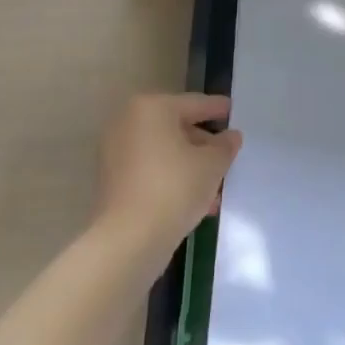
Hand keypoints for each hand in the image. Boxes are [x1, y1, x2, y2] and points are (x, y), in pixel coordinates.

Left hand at [92, 93, 242, 257]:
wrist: (128, 241)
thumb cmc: (174, 188)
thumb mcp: (212, 164)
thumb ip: (225, 146)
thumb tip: (230, 137)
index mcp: (152, 108)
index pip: (194, 103)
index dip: (217, 108)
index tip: (232, 110)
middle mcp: (128, 123)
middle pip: (176, 127)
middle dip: (203, 143)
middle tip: (226, 155)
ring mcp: (115, 153)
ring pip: (164, 152)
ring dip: (189, 165)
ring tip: (215, 185)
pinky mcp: (111, 182)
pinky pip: (150, 171)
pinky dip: (171, 178)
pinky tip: (194, 200)